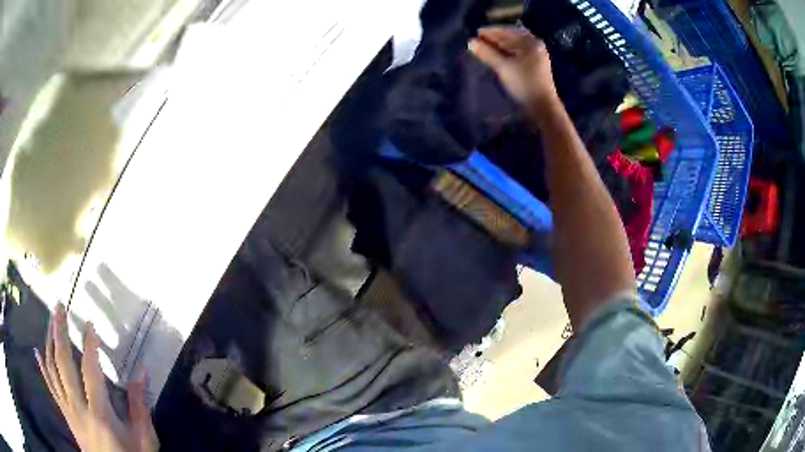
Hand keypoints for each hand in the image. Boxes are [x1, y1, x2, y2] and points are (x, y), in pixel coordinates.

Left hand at [35, 303, 158, 451]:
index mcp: (100, 414)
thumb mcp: (144, 440)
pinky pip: (51, 388)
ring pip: (52, 370)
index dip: (89, 344)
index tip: (89, 323)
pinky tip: (37, 351)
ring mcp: (68, 411)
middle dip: (59, 331)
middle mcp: (78, 408)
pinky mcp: (66, 415)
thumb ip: (141, 406)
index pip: (90, 371)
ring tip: (50, 320)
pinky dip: (43, 368)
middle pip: (63, 363)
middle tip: (59, 306)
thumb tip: (143, 371)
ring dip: (49, 342)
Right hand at [469, 27, 557, 106]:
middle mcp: (535, 46)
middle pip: (511, 38)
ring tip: (484, 49)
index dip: (490, 32)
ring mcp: (536, 56)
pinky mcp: (535, 67)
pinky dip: (506, 53)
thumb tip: (471, 42)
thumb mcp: (503, 67)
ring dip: (499, 47)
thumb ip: (486, 53)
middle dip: (494, 39)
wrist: (543, 107)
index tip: (475, 33)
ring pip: (514, 46)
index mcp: (531, 42)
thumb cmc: (524, 84)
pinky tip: (496, 56)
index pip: (507, 31)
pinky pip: (517, 54)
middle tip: (478, 41)